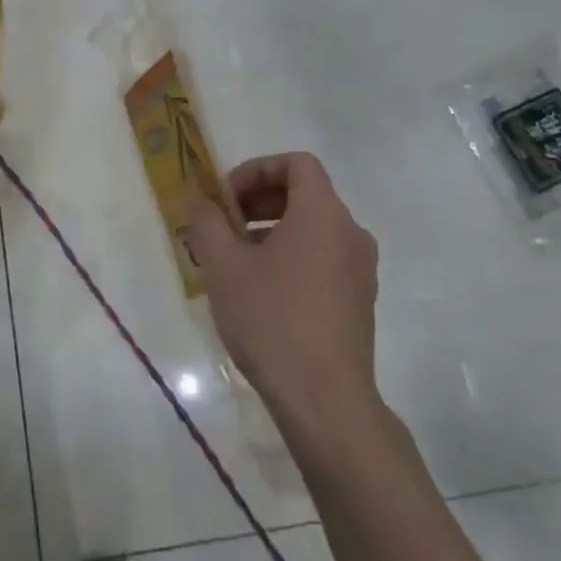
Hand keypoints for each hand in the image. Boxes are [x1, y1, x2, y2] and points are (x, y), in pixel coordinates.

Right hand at [188, 153, 381, 422]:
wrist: (323, 396)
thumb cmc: (270, 319)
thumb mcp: (223, 266)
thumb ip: (207, 223)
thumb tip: (200, 202)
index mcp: (323, 214)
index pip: (297, 163)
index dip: (256, 170)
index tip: (225, 198)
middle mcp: (350, 233)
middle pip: (306, 194)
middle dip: (259, 201)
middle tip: (223, 226)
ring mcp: (360, 269)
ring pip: (313, 229)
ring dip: (272, 230)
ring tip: (235, 261)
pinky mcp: (359, 300)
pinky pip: (323, 258)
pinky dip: (291, 256)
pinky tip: (261, 291)